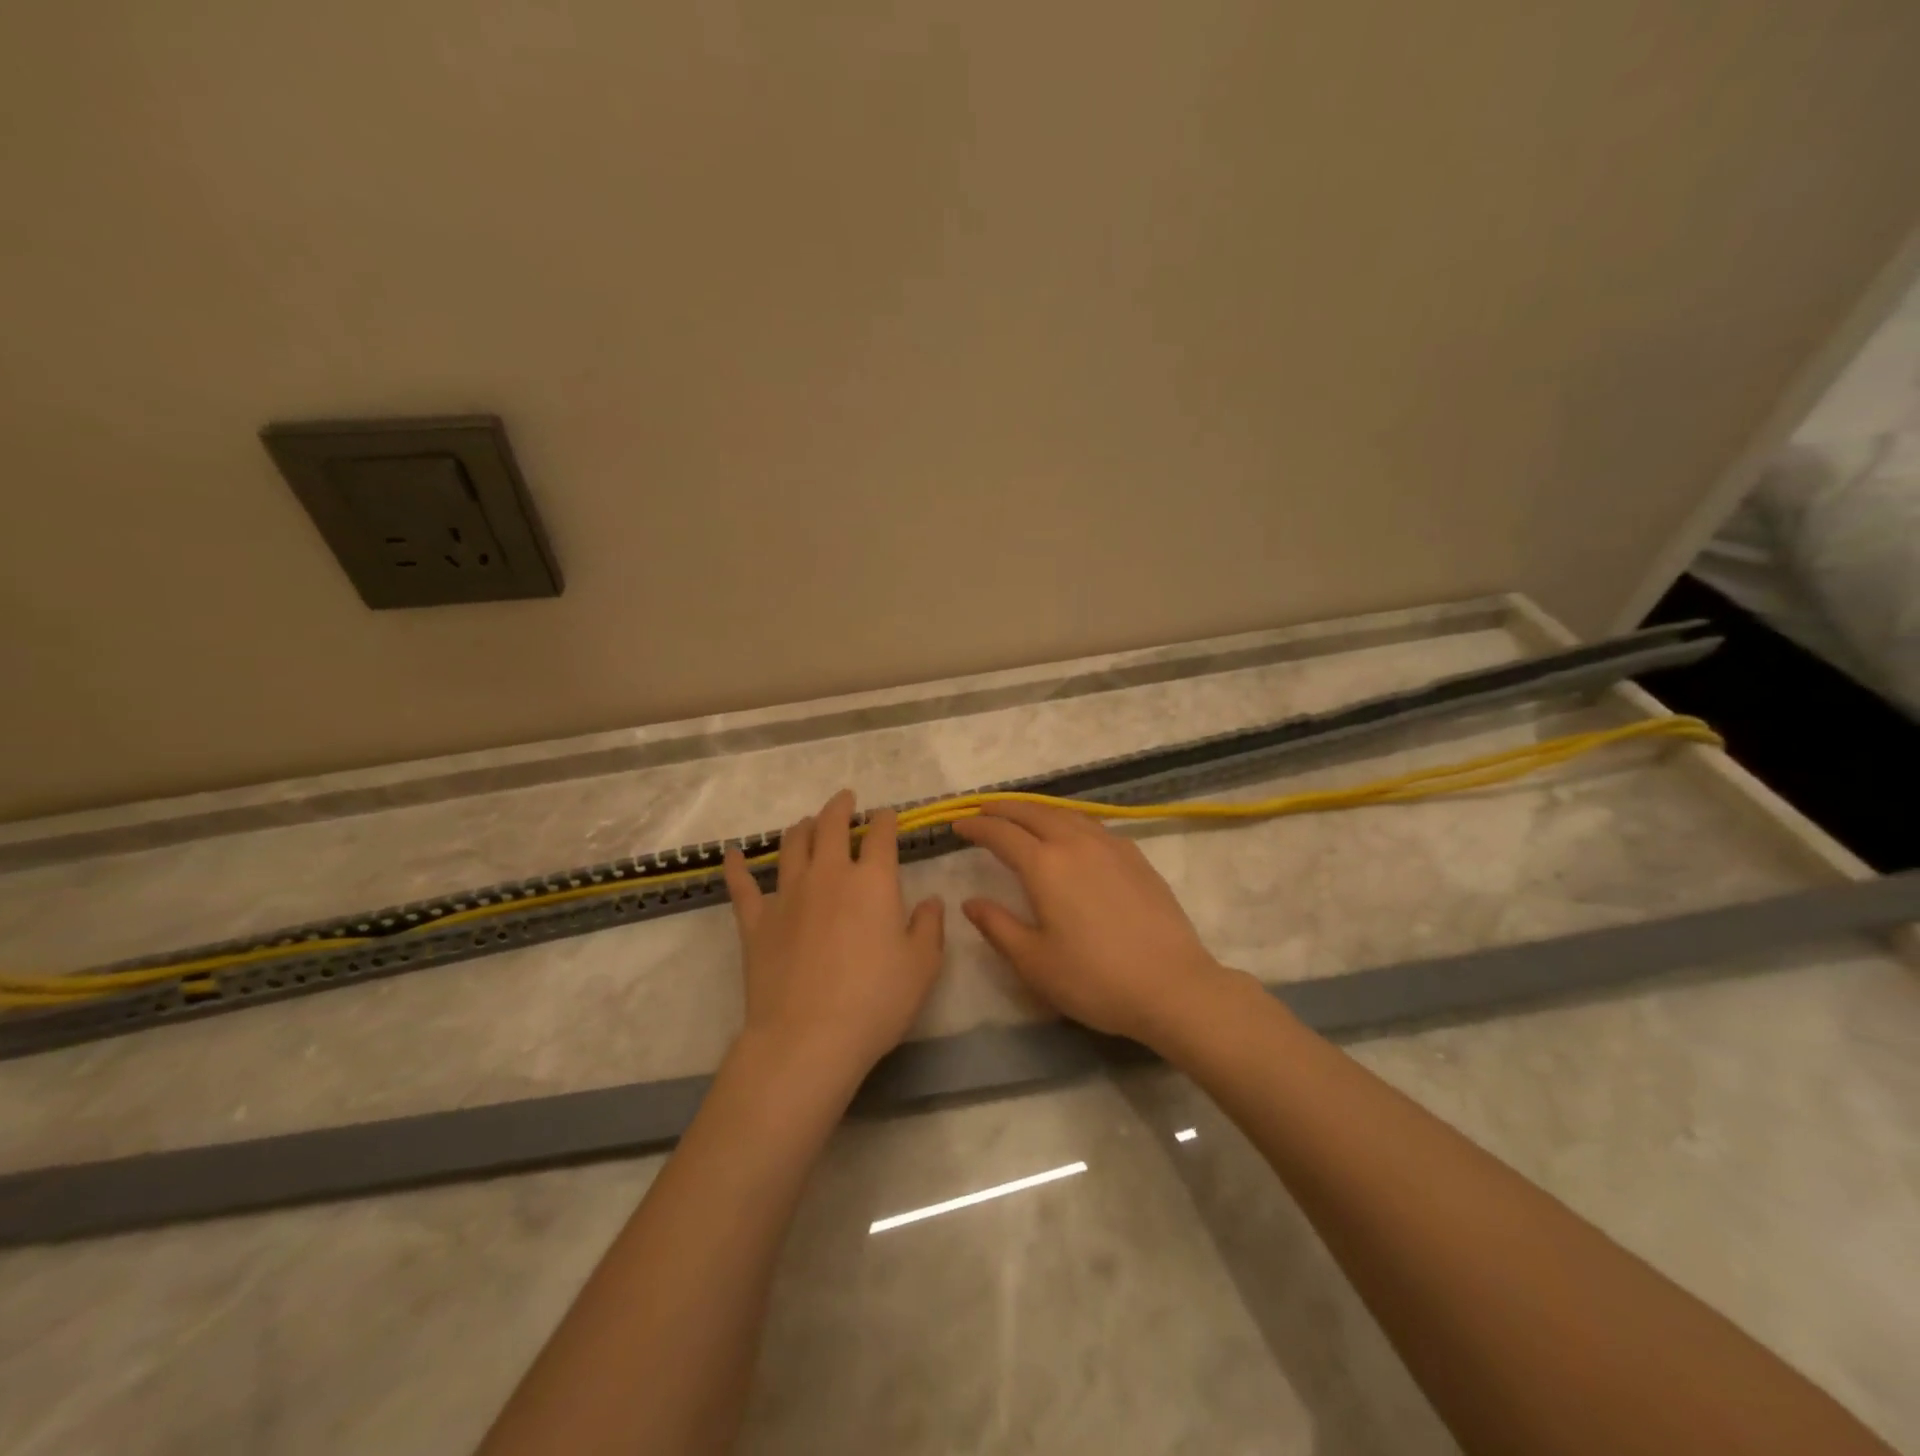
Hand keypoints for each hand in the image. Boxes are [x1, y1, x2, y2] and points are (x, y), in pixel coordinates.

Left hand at [722, 789, 945, 1086]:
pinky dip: (737, 866)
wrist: (808, 1038)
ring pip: (791, 846)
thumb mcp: (922, 967)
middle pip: (830, 826)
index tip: (886, 815)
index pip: (880, 836)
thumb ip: (929, 927)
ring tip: (807, 822)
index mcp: (872, 881)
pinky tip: (733, 853)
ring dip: (801, 828)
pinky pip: (742, 885)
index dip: (884, 820)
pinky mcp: (755, 921)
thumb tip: (932, 901)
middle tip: (845, 799)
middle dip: (840, 807)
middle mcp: (828, 875)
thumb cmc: (875, 1001)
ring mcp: (787, 895)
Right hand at [954, 800, 1225, 1046]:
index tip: (959, 824)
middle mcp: (1076, 843)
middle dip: (1004, 808)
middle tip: (983, 809)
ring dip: (1037, 809)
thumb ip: (998, 926)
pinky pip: (1092, 824)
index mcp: (1045, 865)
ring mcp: (1111, 846)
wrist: (1172, 986)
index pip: (1002, 834)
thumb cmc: (1094, 979)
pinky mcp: (1136, 857)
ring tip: (1022, 815)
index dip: (977, 826)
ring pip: (1065, 813)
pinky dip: (1068, 819)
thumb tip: (971, 902)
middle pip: (1033, 812)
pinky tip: (1070, 833)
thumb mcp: (1034, 962)